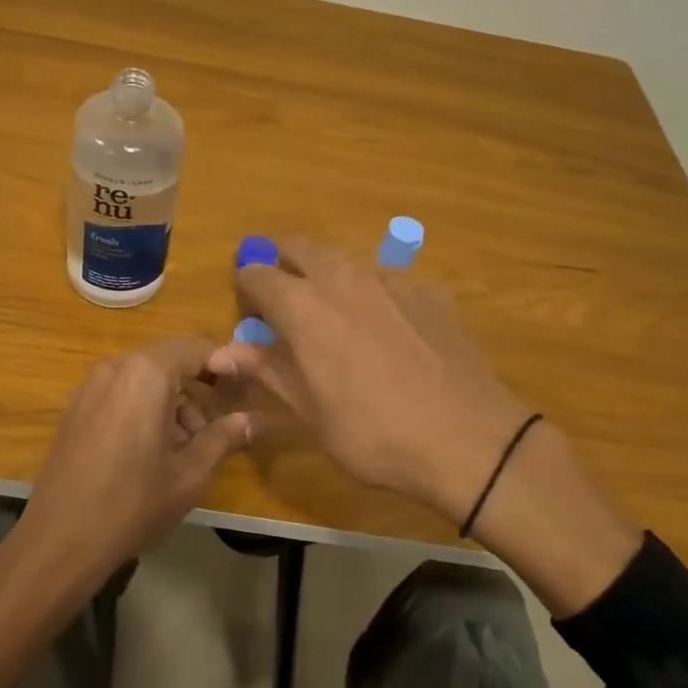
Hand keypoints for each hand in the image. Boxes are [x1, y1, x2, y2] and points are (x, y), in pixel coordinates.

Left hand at [12, 338, 256, 590]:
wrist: (60, 540)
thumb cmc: (133, 503)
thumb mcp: (190, 473)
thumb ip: (225, 437)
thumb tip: (258, 420)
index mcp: (146, 374)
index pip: (196, 348)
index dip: (225, 364)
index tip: (245, 390)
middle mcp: (115, 368)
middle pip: (169, 361)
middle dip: (198, 387)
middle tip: (219, 425)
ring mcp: (89, 387)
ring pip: (144, 378)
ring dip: (172, 401)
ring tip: (187, 447)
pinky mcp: (75, 408)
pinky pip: (120, 393)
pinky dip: (144, 407)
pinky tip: (152, 450)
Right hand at [207, 239, 531, 523]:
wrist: (467, 439)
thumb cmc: (373, 434)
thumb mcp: (309, 412)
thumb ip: (266, 370)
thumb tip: (220, 353)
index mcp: (303, 306)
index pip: (256, 274)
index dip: (246, 292)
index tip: (252, 319)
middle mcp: (343, 277)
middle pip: (299, 248)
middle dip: (284, 267)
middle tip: (286, 308)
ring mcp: (391, 279)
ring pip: (344, 260)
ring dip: (328, 278)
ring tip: (337, 321)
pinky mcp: (428, 290)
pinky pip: (387, 279)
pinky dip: (373, 295)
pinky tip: (389, 334)